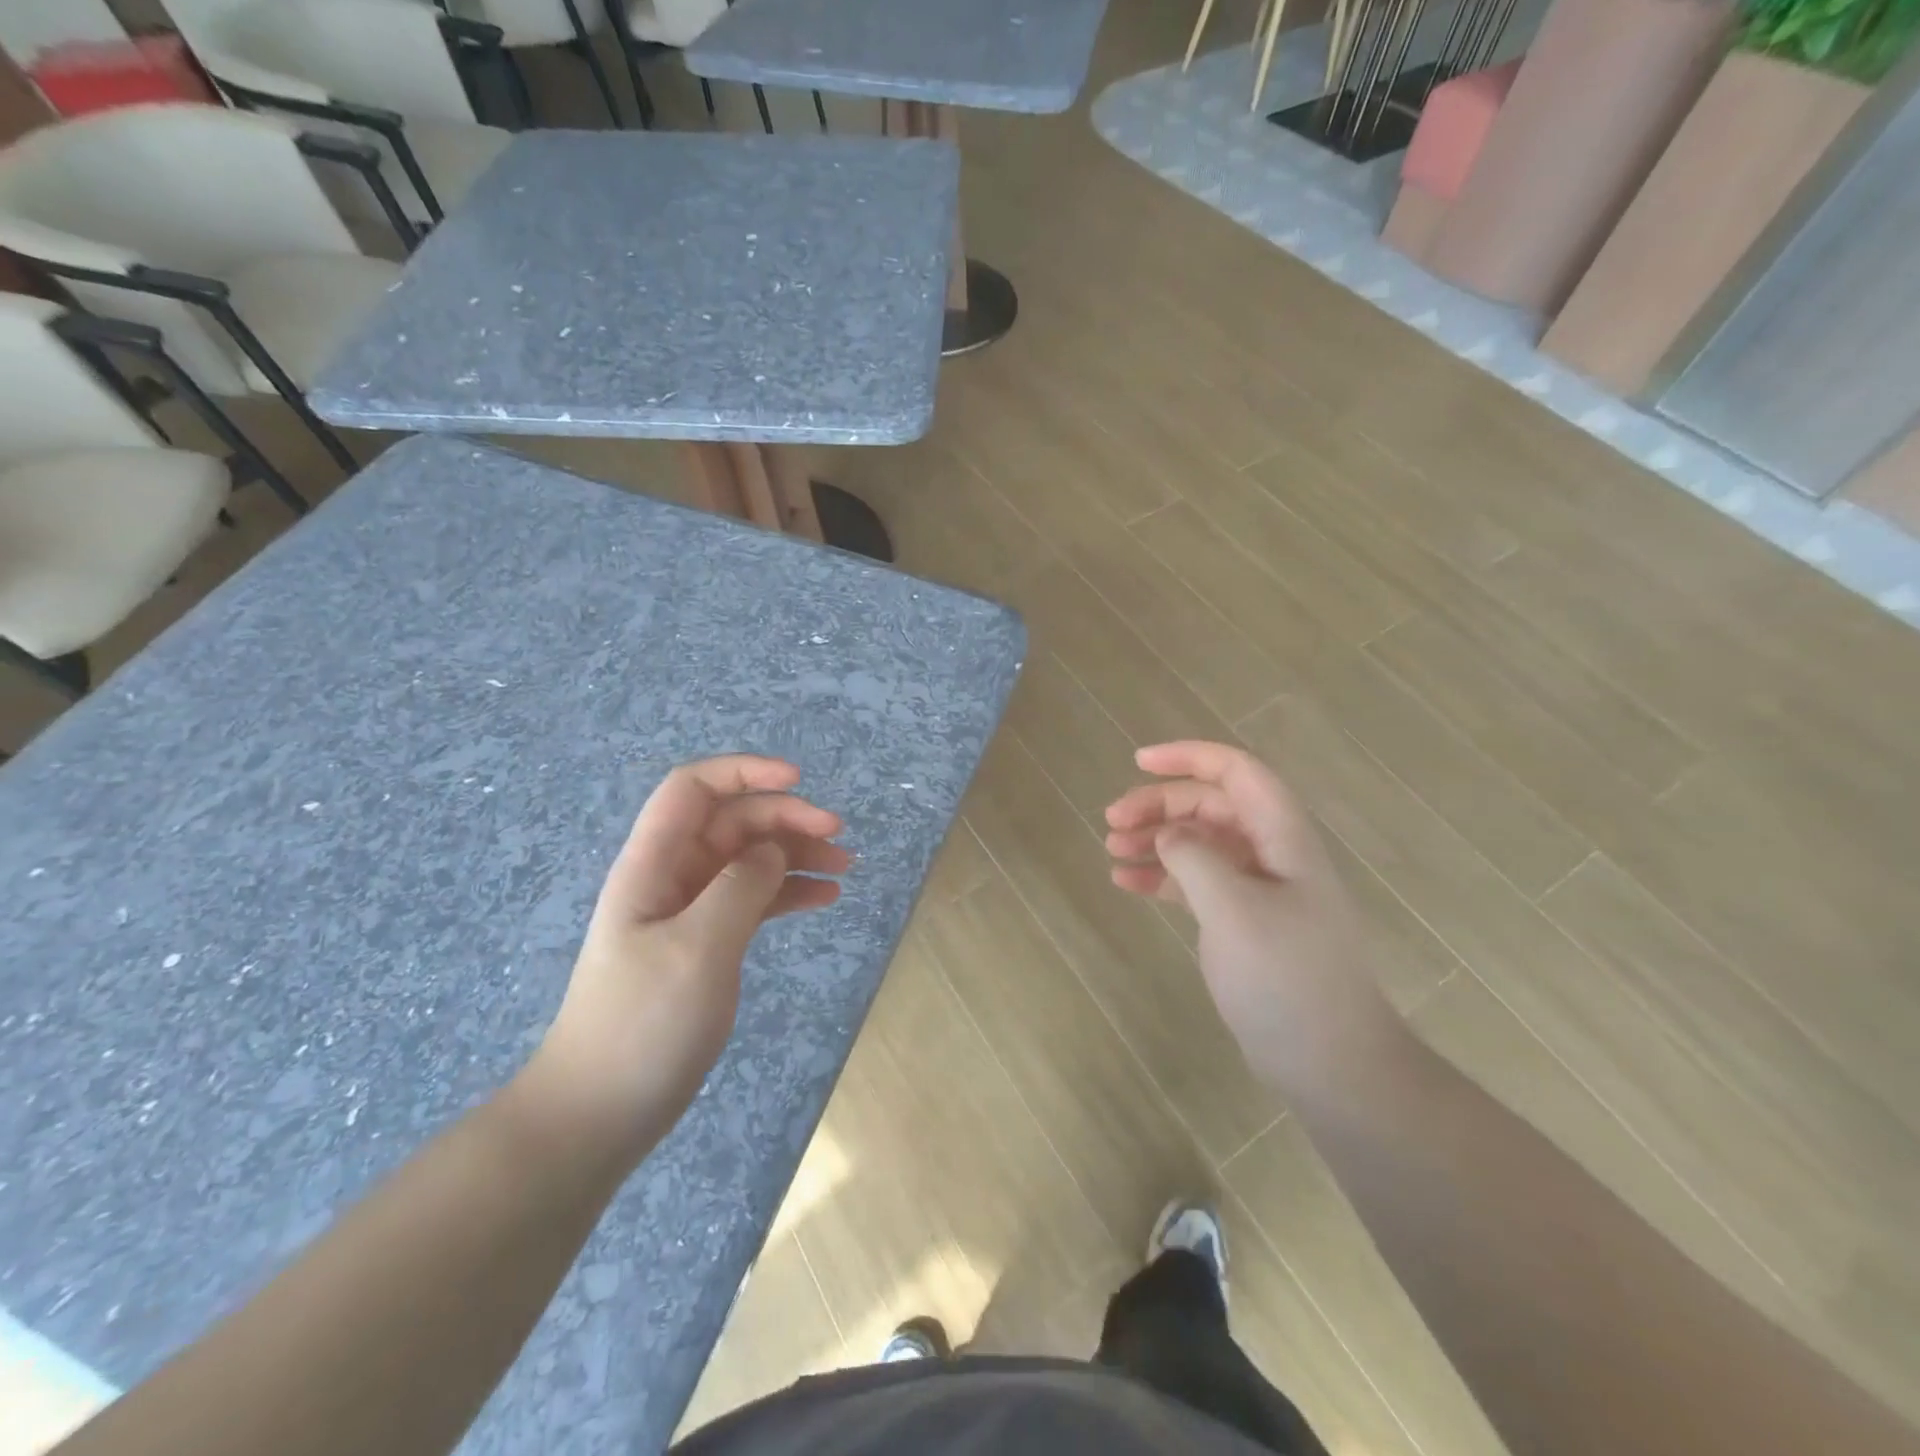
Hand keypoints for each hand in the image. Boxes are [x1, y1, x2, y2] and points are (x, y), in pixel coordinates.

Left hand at [527, 756, 848, 1156]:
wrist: (602, 1111)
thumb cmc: (642, 1023)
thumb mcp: (697, 948)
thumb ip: (740, 887)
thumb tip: (772, 850)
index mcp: (654, 864)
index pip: (693, 789)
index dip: (744, 771)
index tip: (799, 781)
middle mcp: (674, 876)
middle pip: (734, 821)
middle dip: (787, 817)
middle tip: (838, 835)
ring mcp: (692, 910)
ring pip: (751, 859)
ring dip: (797, 853)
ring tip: (844, 867)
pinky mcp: (709, 941)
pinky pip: (756, 898)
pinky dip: (790, 891)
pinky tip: (826, 898)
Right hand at [1104, 741, 1396, 1091]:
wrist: (1329, 1060)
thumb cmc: (1286, 978)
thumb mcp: (1233, 910)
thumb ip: (1195, 858)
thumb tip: (1168, 833)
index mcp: (1282, 838)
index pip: (1237, 772)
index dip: (1189, 757)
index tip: (1138, 762)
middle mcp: (1271, 854)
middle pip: (1210, 806)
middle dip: (1160, 805)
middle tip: (1111, 821)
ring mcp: (1257, 889)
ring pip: (1199, 842)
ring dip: (1155, 839)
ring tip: (1110, 850)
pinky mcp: (1241, 921)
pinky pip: (1195, 882)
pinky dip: (1161, 876)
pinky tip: (1125, 883)